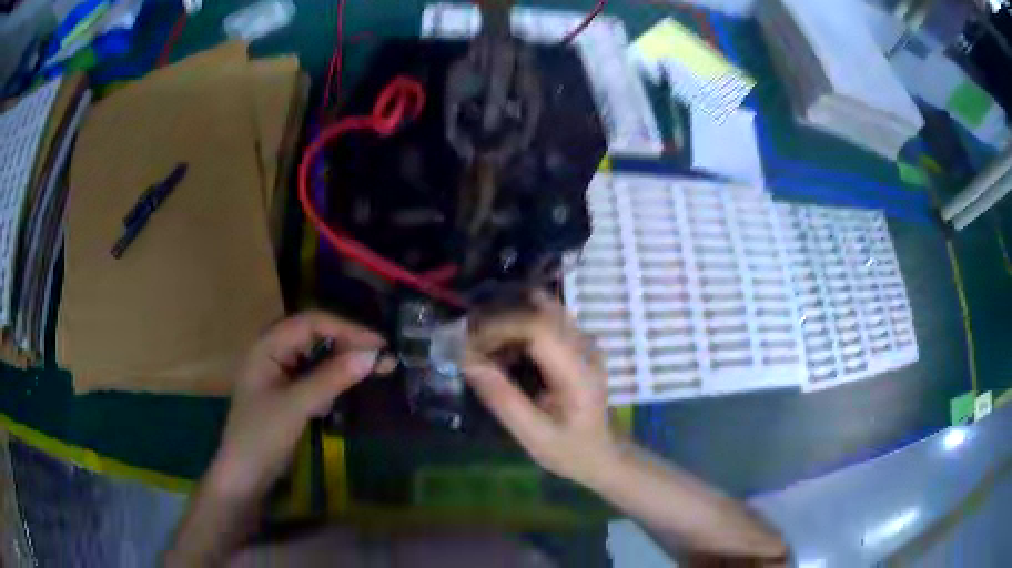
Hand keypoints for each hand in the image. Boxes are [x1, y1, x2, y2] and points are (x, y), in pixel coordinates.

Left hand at [207, 311, 384, 500]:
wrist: (245, 475)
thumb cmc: (262, 436)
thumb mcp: (296, 406)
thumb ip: (332, 379)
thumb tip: (373, 356)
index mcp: (267, 345)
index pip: (312, 322)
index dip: (347, 329)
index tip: (380, 345)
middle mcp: (273, 350)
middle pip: (316, 334)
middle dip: (348, 342)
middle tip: (382, 357)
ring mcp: (279, 371)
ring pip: (317, 354)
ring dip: (343, 360)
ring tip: (373, 369)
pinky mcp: (287, 390)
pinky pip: (315, 374)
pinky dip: (333, 378)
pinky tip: (346, 389)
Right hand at [464, 294, 618, 486]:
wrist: (605, 453)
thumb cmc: (571, 450)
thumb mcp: (534, 436)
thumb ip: (503, 400)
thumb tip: (467, 362)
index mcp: (579, 370)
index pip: (539, 326)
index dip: (500, 327)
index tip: (469, 346)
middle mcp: (585, 347)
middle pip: (539, 309)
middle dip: (499, 320)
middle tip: (469, 344)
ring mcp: (584, 342)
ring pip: (541, 308)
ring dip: (507, 322)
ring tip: (482, 349)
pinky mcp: (577, 344)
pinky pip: (544, 320)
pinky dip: (517, 329)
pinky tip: (502, 354)